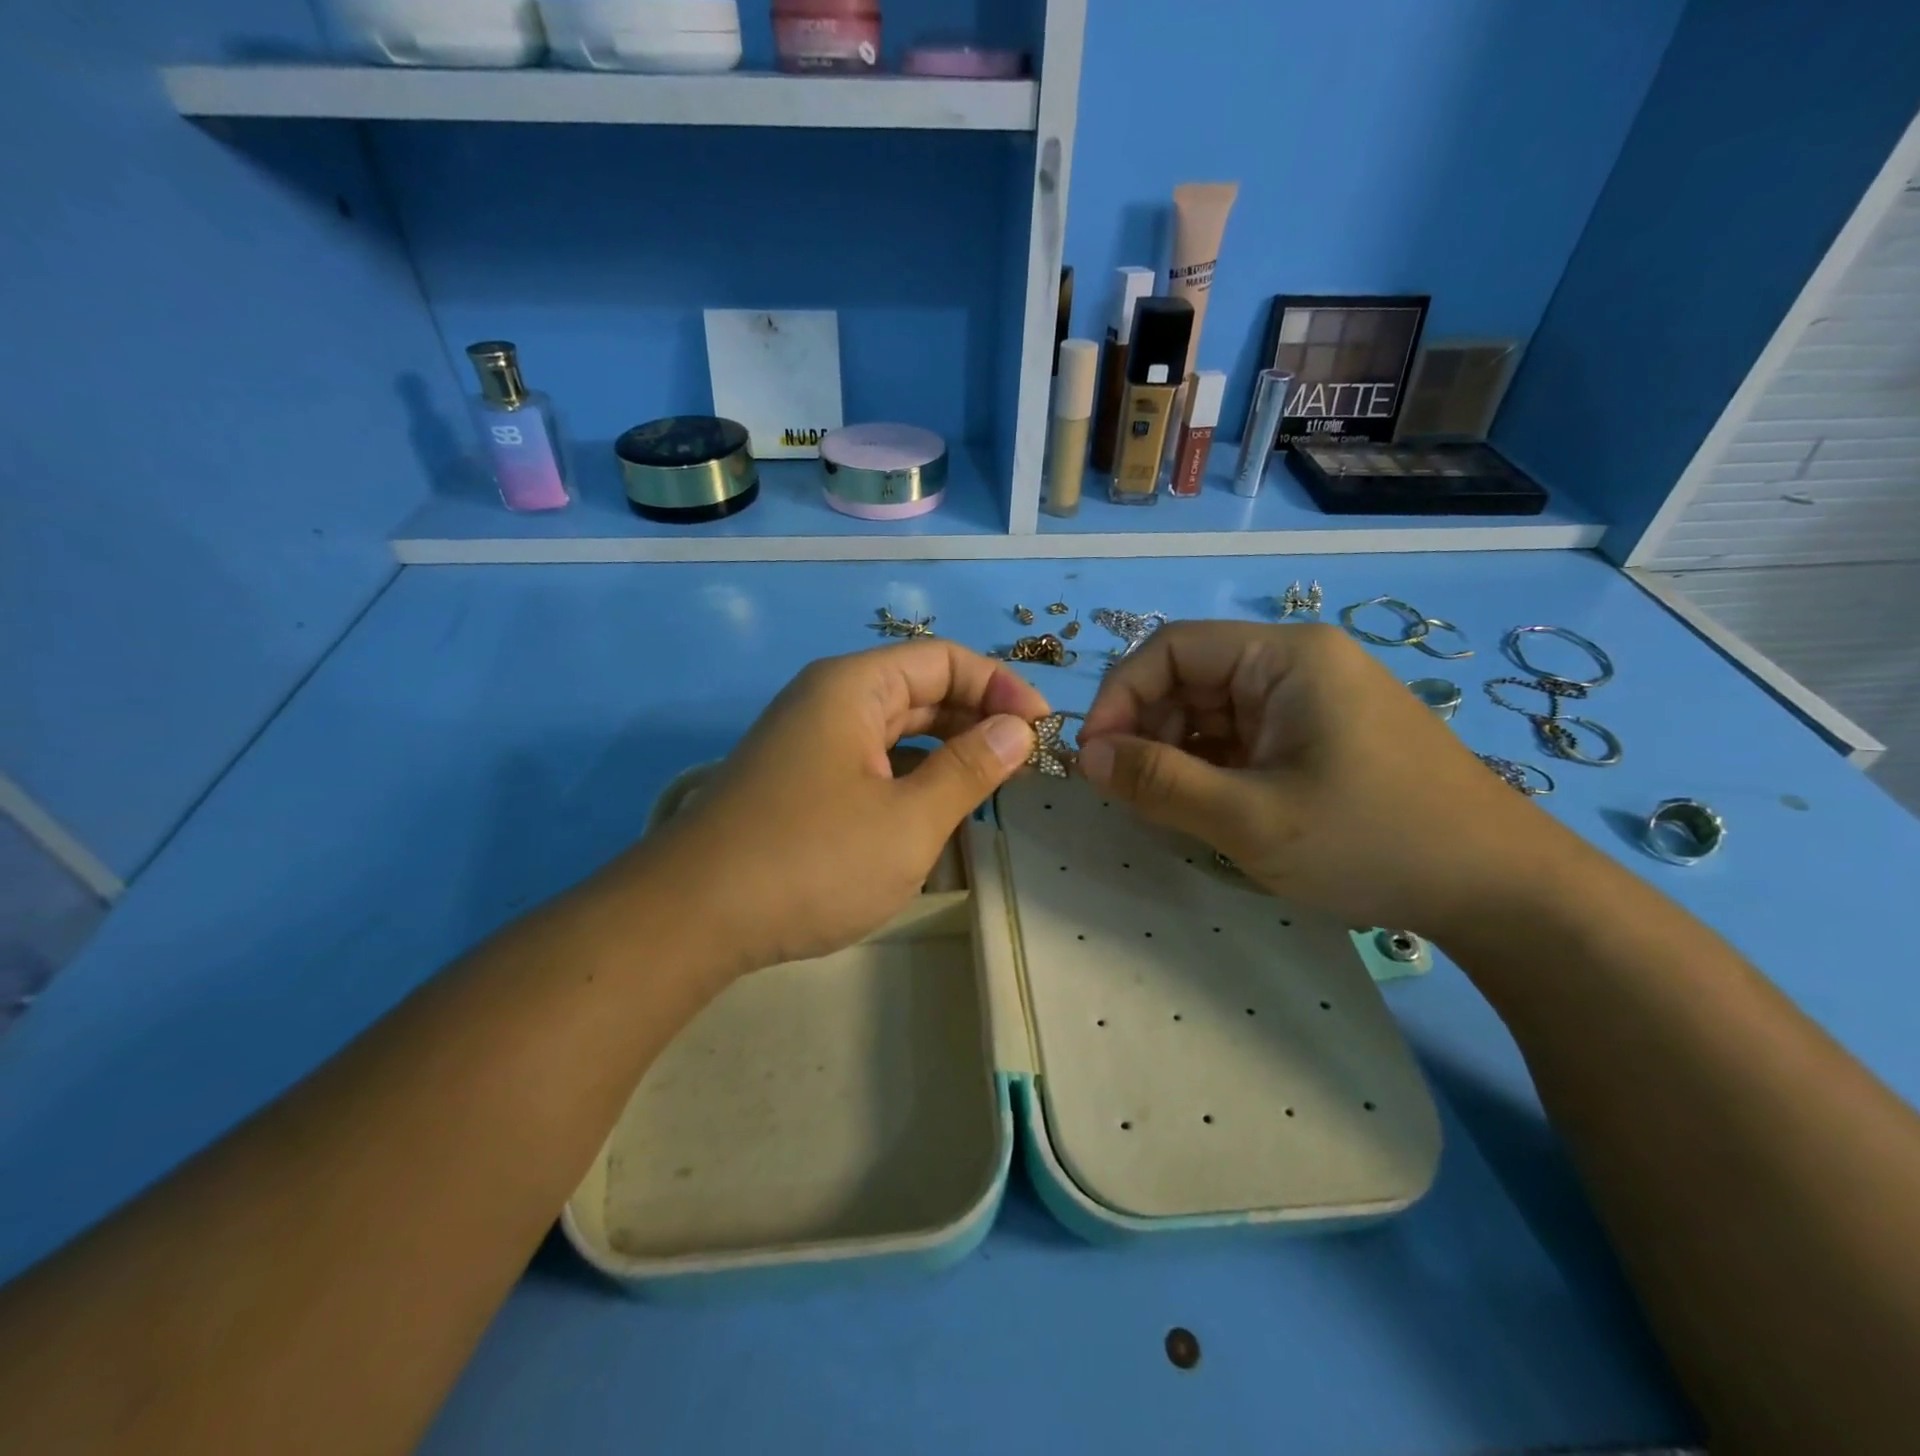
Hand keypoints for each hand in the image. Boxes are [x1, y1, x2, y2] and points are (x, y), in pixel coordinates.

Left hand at [632, 640, 1048, 975]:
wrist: (691, 919)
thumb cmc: (811, 861)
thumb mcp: (908, 820)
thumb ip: (969, 769)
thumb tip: (1018, 728)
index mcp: (853, 687)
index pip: (944, 660)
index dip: (1000, 686)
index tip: (1041, 728)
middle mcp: (828, 701)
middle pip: (919, 689)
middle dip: (976, 716)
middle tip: (1025, 758)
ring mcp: (809, 742)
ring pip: (894, 728)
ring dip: (946, 748)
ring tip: (992, 781)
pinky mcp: (799, 781)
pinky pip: (870, 760)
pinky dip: (910, 774)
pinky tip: (935, 805)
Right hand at [1077, 621, 1579, 938]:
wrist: (1502, 891)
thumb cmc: (1374, 841)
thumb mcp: (1251, 819)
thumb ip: (1159, 783)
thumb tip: (1084, 756)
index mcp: (1285, 657)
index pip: (1172, 648)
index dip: (1119, 696)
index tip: (1093, 758)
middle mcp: (1296, 664)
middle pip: (1189, 678)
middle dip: (1146, 730)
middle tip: (1127, 792)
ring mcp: (1310, 701)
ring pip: (1211, 712)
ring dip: (1174, 754)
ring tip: (1165, 807)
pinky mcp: (1318, 737)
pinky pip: (1240, 739)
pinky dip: (1209, 769)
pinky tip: (1204, 809)